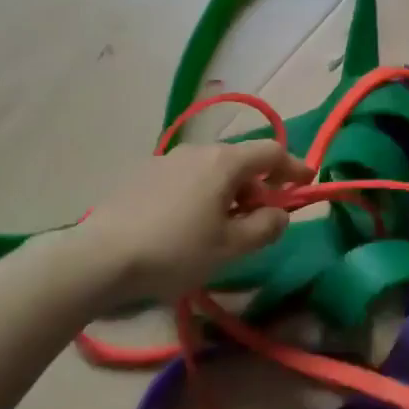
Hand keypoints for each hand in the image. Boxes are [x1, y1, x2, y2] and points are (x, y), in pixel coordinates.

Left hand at [77, 141, 310, 303]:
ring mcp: (166, 160)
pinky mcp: (142, 174)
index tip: (307, 182)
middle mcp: (198, 151)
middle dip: (258, 186)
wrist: (100, 257)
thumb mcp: (231, 248)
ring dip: (228, 192)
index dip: (294, 167)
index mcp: (224, 162)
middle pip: (240, 161)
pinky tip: (188, 225)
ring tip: (222, 227)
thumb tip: (279, 212)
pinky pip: (186, 178)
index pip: (271, 152)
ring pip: (212, 170)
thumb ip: (265, 227)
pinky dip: (201, 194)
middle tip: (261, 219)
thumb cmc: (176, 251)